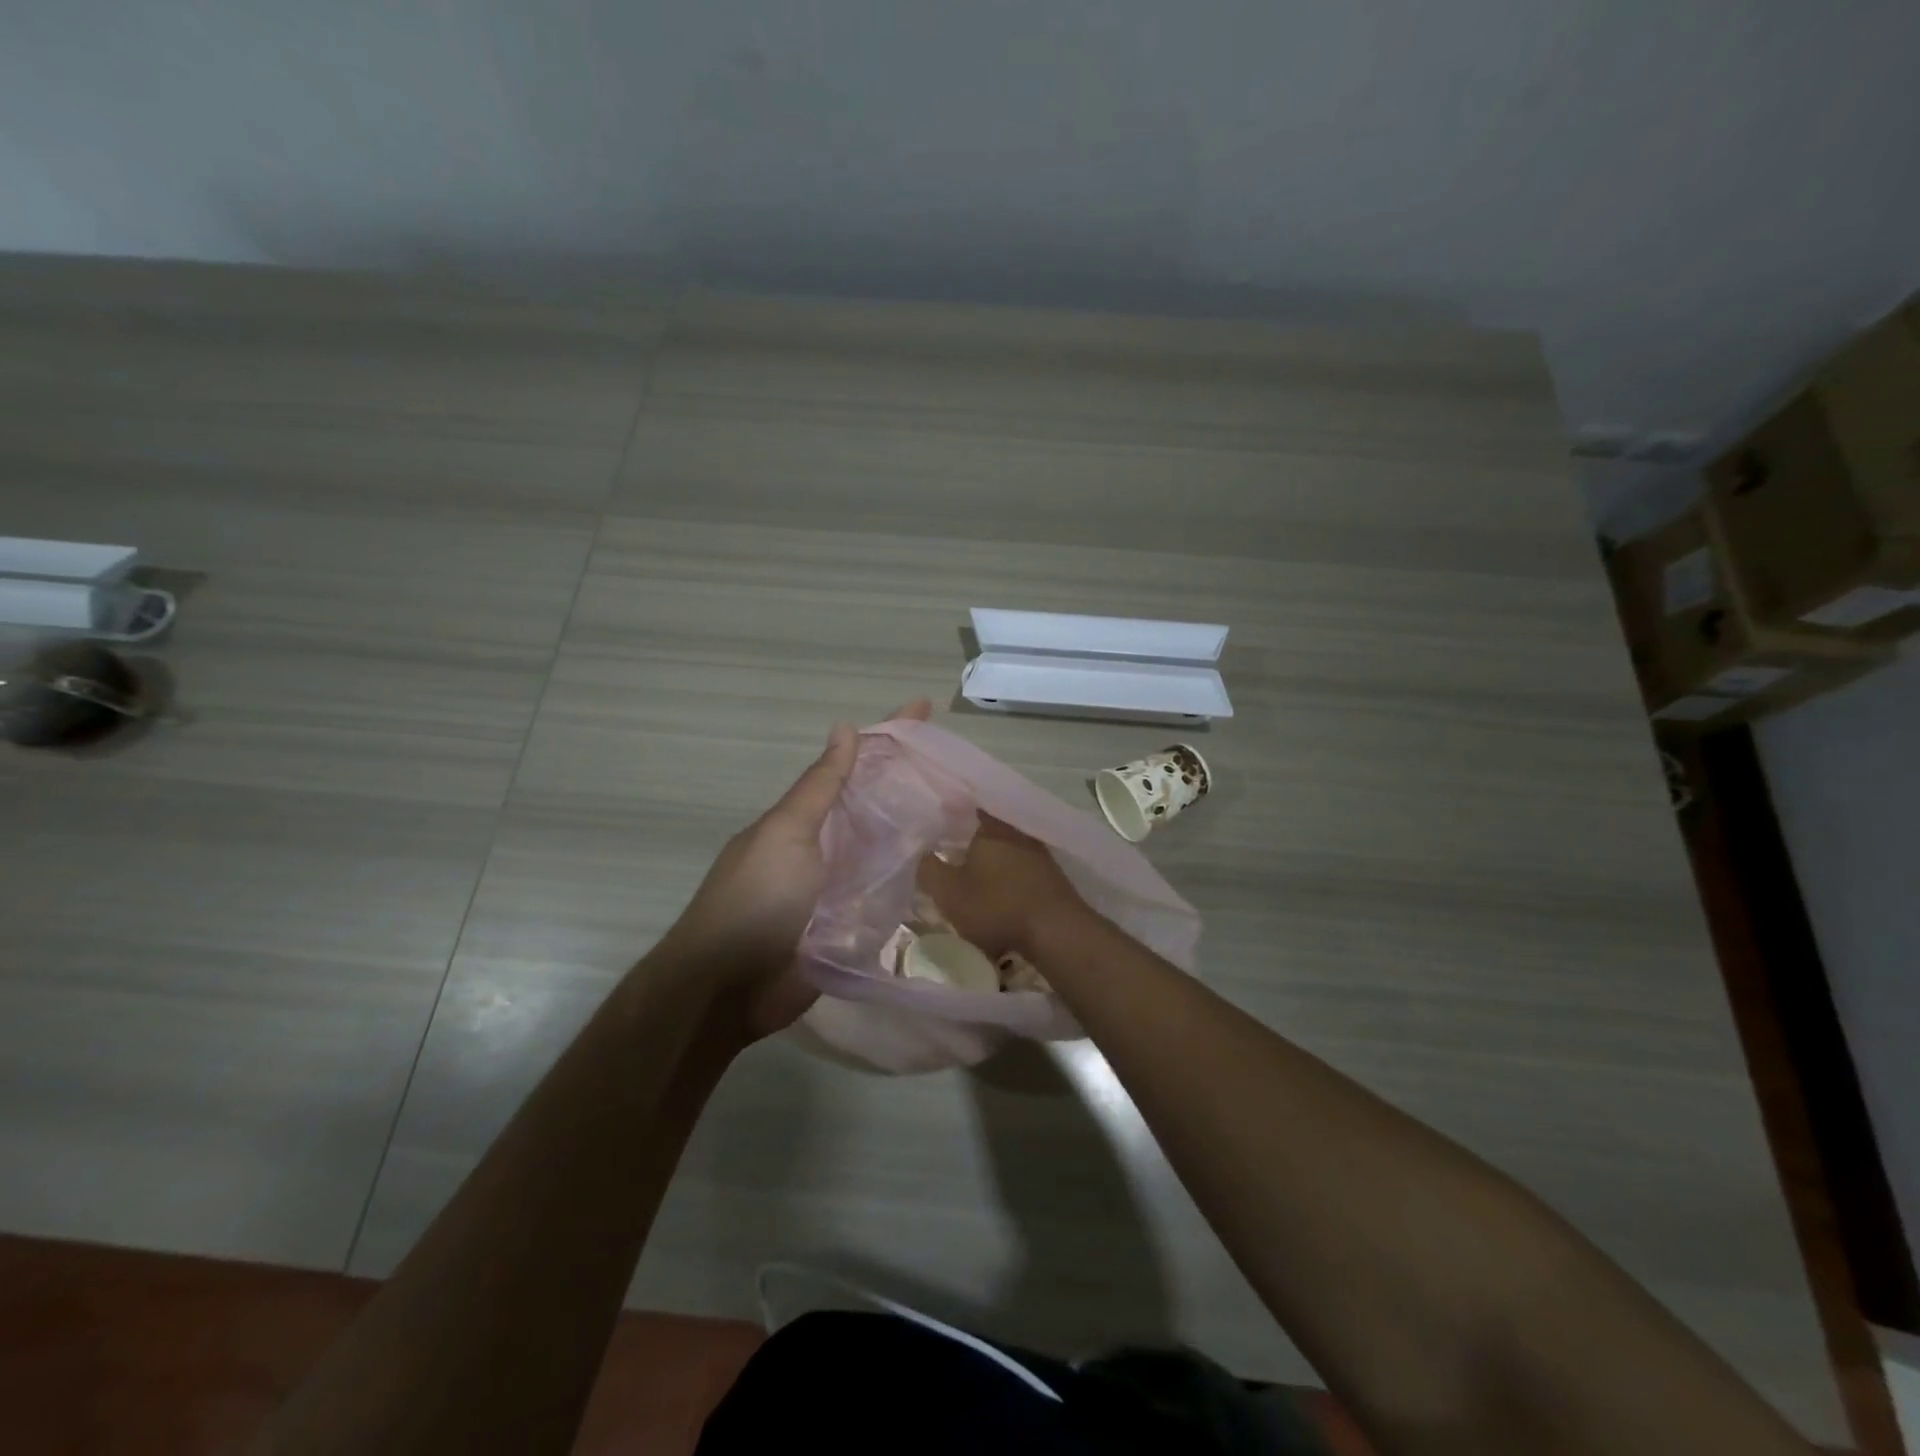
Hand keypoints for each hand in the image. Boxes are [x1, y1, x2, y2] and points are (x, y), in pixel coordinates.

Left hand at [665, 698, 933, 1042]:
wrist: (729, 987)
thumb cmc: (756, 898)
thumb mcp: (787, 833)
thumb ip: (821, 787)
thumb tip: (845, 728)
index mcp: (807, 818)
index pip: (854, 765)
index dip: (887, 736)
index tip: (924, 707)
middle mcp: (826, 847)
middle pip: (877, 806)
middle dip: (914, 784)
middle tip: (963, 770)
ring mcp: (840, 889)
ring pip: (888, 850)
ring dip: (922, 832)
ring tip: (969, 813)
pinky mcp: (852, 929)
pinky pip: (888, 897)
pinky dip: (914, 882)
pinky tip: (949, 870)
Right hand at [916, 814, 1095, 963]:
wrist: (1056, 932)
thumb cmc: (996, 906)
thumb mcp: (948, 892)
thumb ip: (928, 869)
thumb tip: (920, 851)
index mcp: (990, 826)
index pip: (965, 805)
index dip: (948, 811)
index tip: (933, 820)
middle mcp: (1016, 830)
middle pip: (985, 827)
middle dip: (965, 837)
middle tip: (945, 848)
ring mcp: (1037, 851)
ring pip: (1003, 847)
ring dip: (987, 858)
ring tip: (968, 872)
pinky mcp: (1050, 874)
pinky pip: (1019, 866)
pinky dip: (1005, 874)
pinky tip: (995, 889)